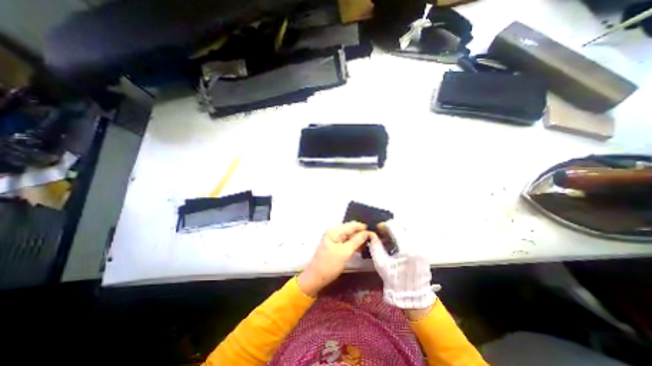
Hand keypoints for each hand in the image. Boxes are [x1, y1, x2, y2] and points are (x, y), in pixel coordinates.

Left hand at [297, 222, 367, 294]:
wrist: (315, 278)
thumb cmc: (329, 265)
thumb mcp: (345, 252)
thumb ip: (357, 241)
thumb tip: (367, 232)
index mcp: (334, 231)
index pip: (351, 225)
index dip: (362, 227)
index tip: (373, 232)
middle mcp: (333, 232)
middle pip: (350, 229)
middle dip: (361, 233)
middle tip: (373, 238)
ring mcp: (333, 239)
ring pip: (349, 236)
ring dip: (357, 239)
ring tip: (369, 243)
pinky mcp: (334, 246)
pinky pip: (346, 242)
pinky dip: (353, 244)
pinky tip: (360, 248)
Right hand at [372, 221, 437, 308]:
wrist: (413, 296)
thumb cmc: (395, 281)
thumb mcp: (381, 264)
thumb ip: (375, 247)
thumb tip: (371, 234)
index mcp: (407, 248)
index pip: (394, 226)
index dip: (384, 225)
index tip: (377, 229)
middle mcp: (417, 244)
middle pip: (401, 226)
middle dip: (390, 227)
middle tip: (381, 234)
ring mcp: (421, 246)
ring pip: (406, 230)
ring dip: (396, 231)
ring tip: (387, 238)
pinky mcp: (422, 249)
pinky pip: (411, 236)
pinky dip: (401, 236)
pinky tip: (395, 243)